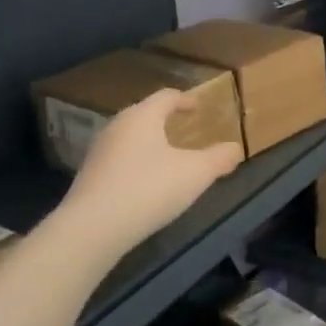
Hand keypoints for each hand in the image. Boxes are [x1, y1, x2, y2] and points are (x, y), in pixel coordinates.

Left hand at [60, 89, 242, 252]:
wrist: (92, 228)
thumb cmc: (149, 189)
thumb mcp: (196, 174)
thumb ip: (219, 158)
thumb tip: (236, 148)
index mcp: (143, 116)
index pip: (166, 96)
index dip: (185, 99)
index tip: (198, 107)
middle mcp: (117, 126)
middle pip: (145, 114)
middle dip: (165, 119)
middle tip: (184, 129)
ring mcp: (99, 151)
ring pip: (130, 137)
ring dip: (150, 142)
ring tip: (167, 157)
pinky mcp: (89, 176)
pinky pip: (119, 159)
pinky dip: (136, 163)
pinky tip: (145, 183)